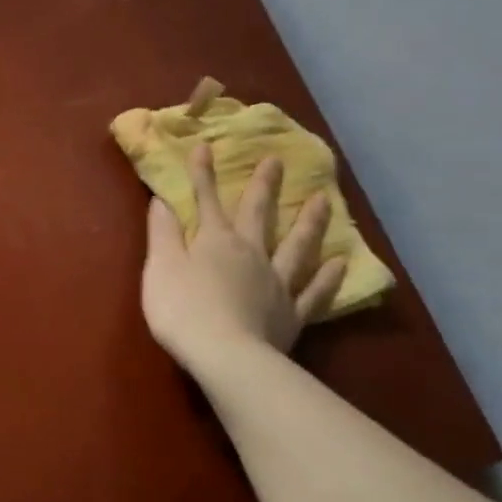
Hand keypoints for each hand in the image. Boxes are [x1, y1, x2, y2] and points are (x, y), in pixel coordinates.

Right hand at [141, 144, 347, 377]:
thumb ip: (163, 234)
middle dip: (263, 187)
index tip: (205, 146)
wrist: (224, 355)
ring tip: (323, 199)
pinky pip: (314, 292)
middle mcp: (251, 254)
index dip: (203, 174)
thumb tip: (162, 200)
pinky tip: (339, 262)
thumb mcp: (161, 268)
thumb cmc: (182, 309)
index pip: (207, 201)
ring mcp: (276, 283)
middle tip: (277, 160)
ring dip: (309, 222)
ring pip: (296, 246)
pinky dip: (328, 276)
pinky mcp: (291, 314)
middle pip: (259, 215)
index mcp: (215, 242)